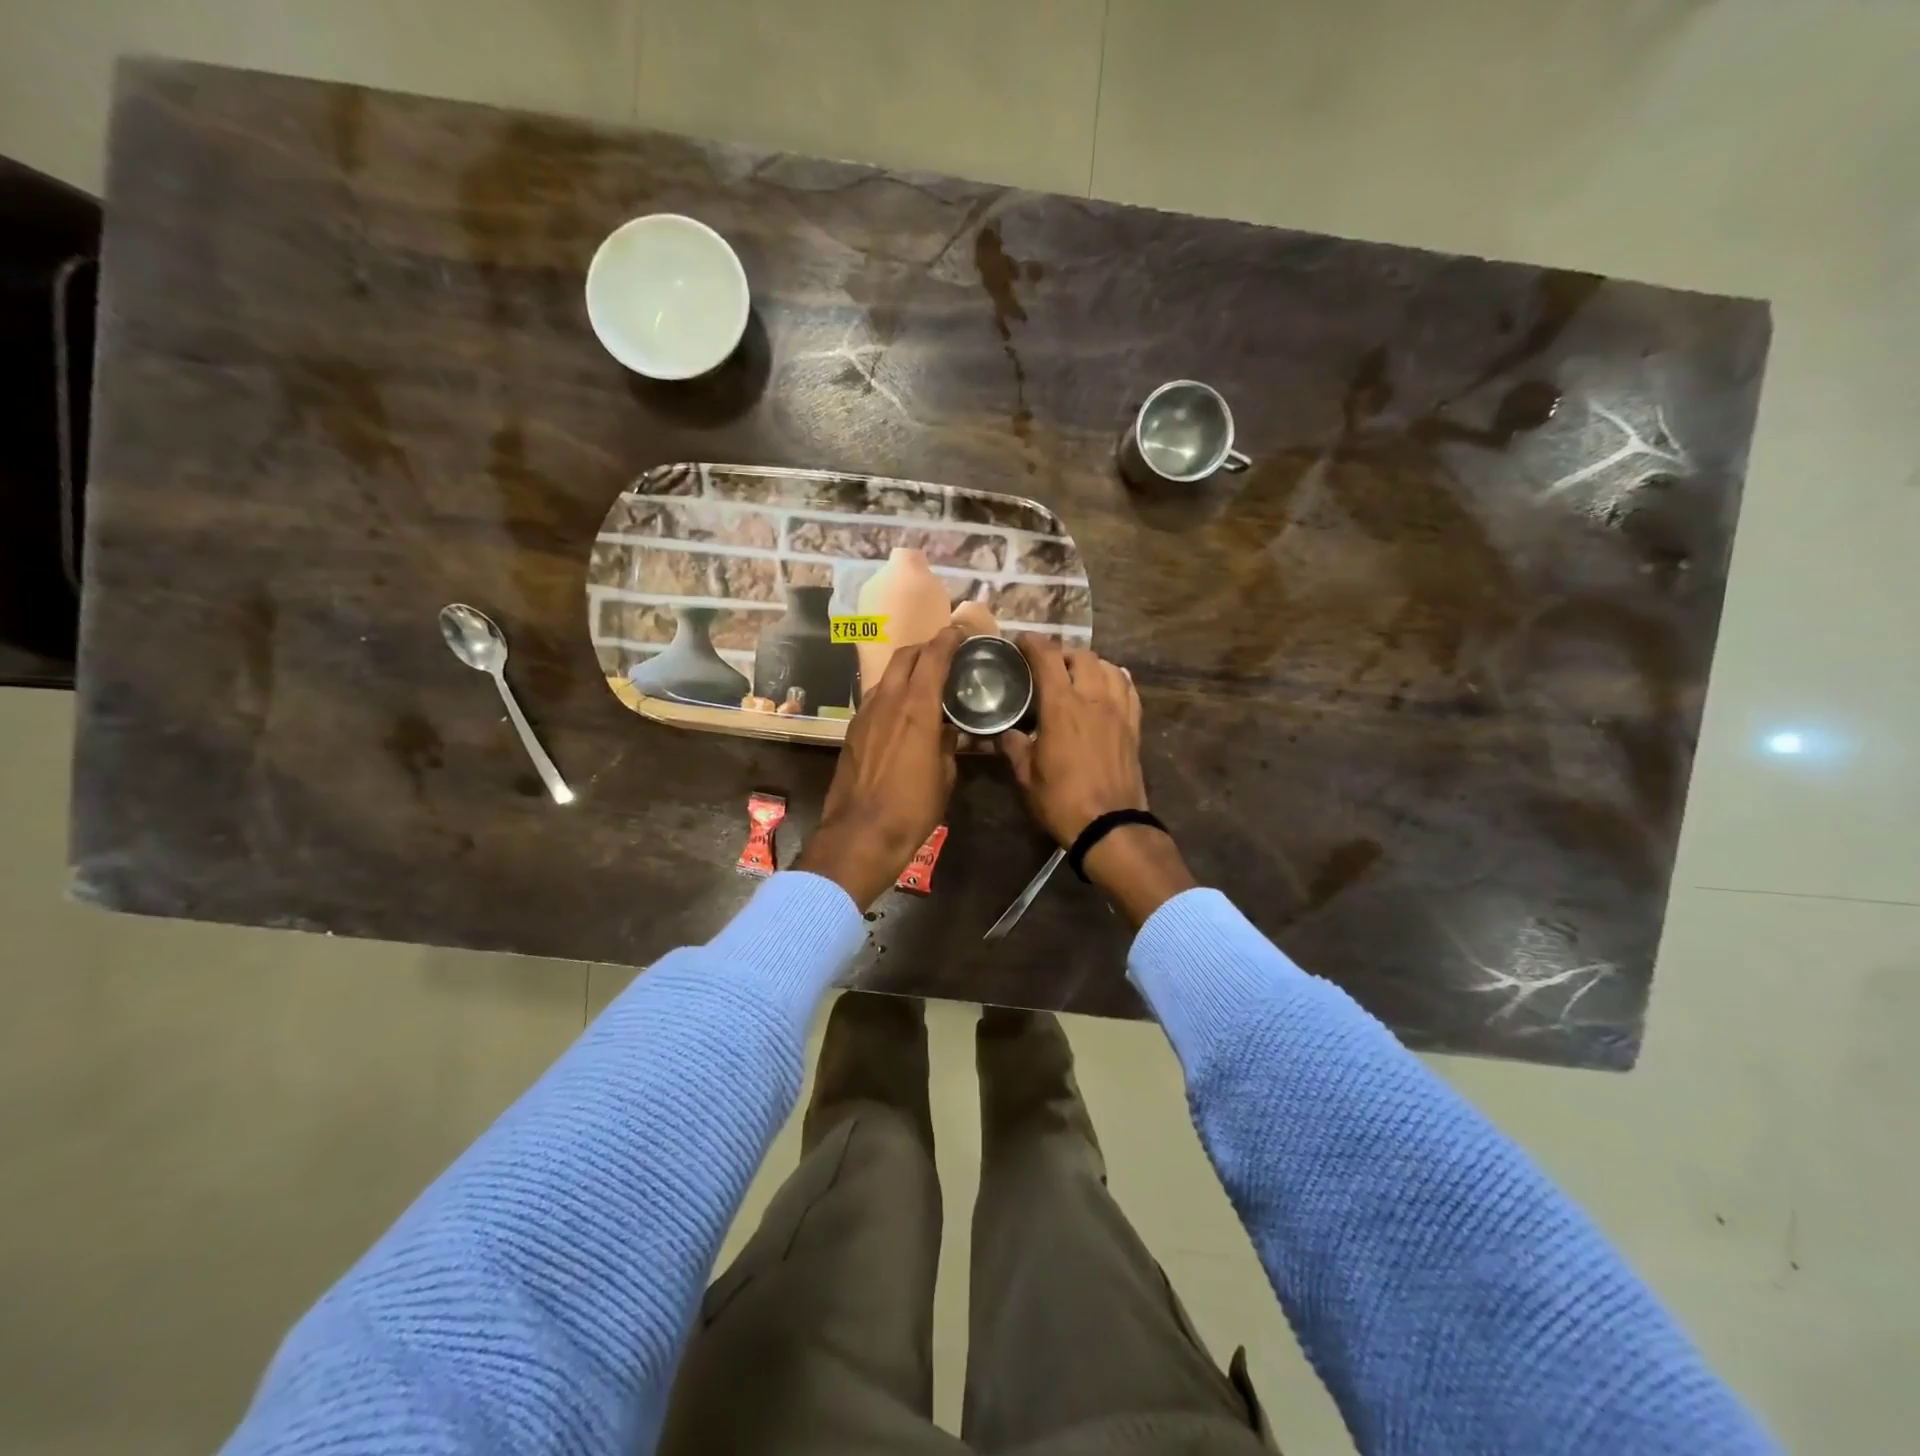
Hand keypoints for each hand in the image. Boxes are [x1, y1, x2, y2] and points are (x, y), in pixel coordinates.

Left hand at [796, 625, 965, 908]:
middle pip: (905, 656)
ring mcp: (865, 714)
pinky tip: (902, 708)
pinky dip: (892, 691)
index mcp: (917, 708)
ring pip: (887, 676)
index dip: (948, 639)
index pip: (933, 657)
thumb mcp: (945, 776)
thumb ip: (948, 744)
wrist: (860, 833)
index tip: (961, 631)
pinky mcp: (853, 730)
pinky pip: (876, 697)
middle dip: (926, 647)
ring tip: (925, 680)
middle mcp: (888, 701)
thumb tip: (950, 730)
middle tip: (945, 653)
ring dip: (906, 669)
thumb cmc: (912, 808)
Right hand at [1001, 635, 1193, 926]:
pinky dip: (1115, 679)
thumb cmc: (1061, 801)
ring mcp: (1119, 711)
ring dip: (1090, 663)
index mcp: (1062, 706)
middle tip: (1047, 663)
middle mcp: (1093, 699)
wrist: (1110, 825)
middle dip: (1061, 652)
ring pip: (1108, 667)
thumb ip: (1014, 746)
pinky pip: (1128, 689)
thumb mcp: (1026, 775)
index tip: (1020, 640)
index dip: (1032, 643)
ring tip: (1077, 673)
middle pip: (1081, 656)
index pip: (1047, 658)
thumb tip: (1005, 732)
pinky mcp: (1134, 726)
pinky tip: (1107, 686)